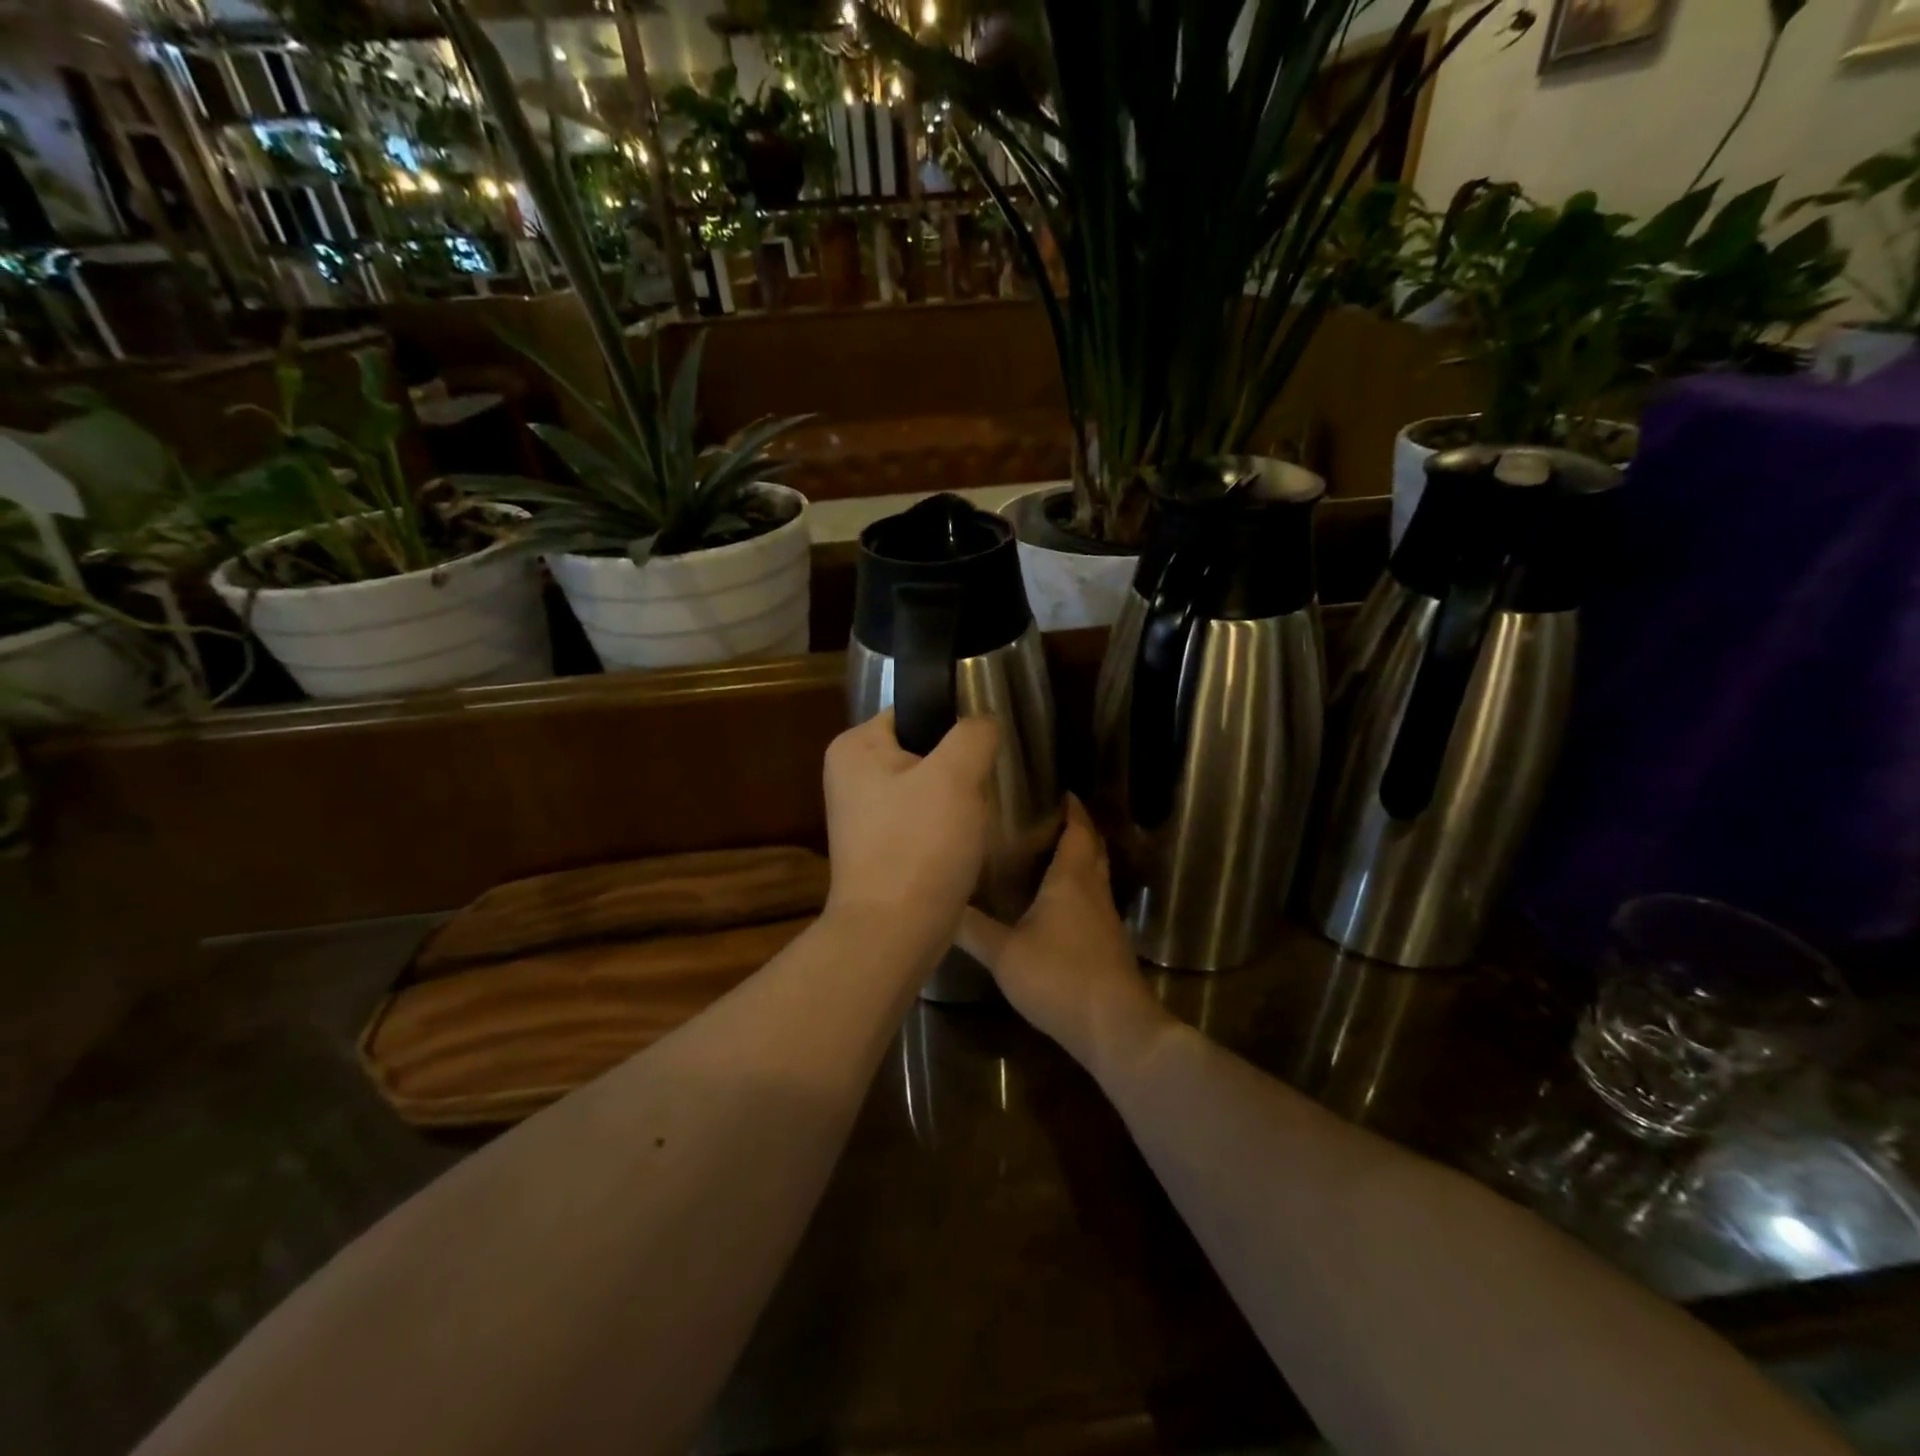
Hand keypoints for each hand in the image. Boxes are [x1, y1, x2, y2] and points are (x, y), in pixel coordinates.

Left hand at [823, 710, 1001, 948]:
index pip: (914, 712)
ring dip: (956, 801)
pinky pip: (922, 822)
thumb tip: (983, 723)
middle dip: (958, 768)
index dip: (954, 727)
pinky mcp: (879, 849)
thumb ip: (974, 732)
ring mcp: (863, 816)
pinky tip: (962, 845)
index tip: (984, 752)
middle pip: (923, 751)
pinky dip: (945, 830)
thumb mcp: (956, 774)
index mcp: (854, 746)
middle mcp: (850, 776)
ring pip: (928, 789)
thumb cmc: (919, 844)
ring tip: (976, 819)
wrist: (894, 933)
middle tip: (984, 788)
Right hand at [957, 796, 1169, 1073]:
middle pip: (1091, 848)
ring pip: (1094, 875)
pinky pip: (1092, 900)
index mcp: (1071, 880)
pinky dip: (1078, 889)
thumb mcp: (1004, 953)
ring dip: (1077, 858)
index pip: (1078, 830)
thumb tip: (938, 902)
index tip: (1057, 790)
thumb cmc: (1059, 977)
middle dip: (1075, 828)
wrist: (1114, 1027)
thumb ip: (971, 928)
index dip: (1071, 808)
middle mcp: (1093, 891)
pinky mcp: (1108, 943)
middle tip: (1046, 817)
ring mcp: (1105, 918)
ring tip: (1044, 853)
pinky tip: (1054, 905)